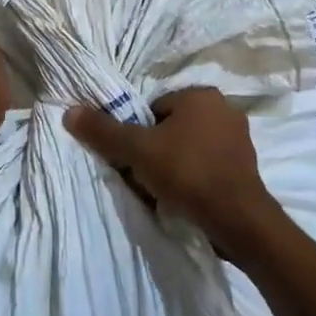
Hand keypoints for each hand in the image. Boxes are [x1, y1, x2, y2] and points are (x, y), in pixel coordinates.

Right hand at [64, 88, 277, 252]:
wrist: (238, 220)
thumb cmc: (187, 173)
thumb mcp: (137, 150)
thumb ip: (103, 131)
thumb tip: (70, 111)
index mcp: (201, 95)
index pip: (154, 108)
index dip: (139, 134)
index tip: (135, 158)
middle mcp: (224, 109)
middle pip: (171, 128)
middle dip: (157, 151)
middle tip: (146, 176)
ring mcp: (239, 139)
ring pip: (189, 148)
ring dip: (175, 166)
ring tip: (165, 191)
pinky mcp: (246, 168)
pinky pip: (208, 166)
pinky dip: (194, 179)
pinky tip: (185, 199)